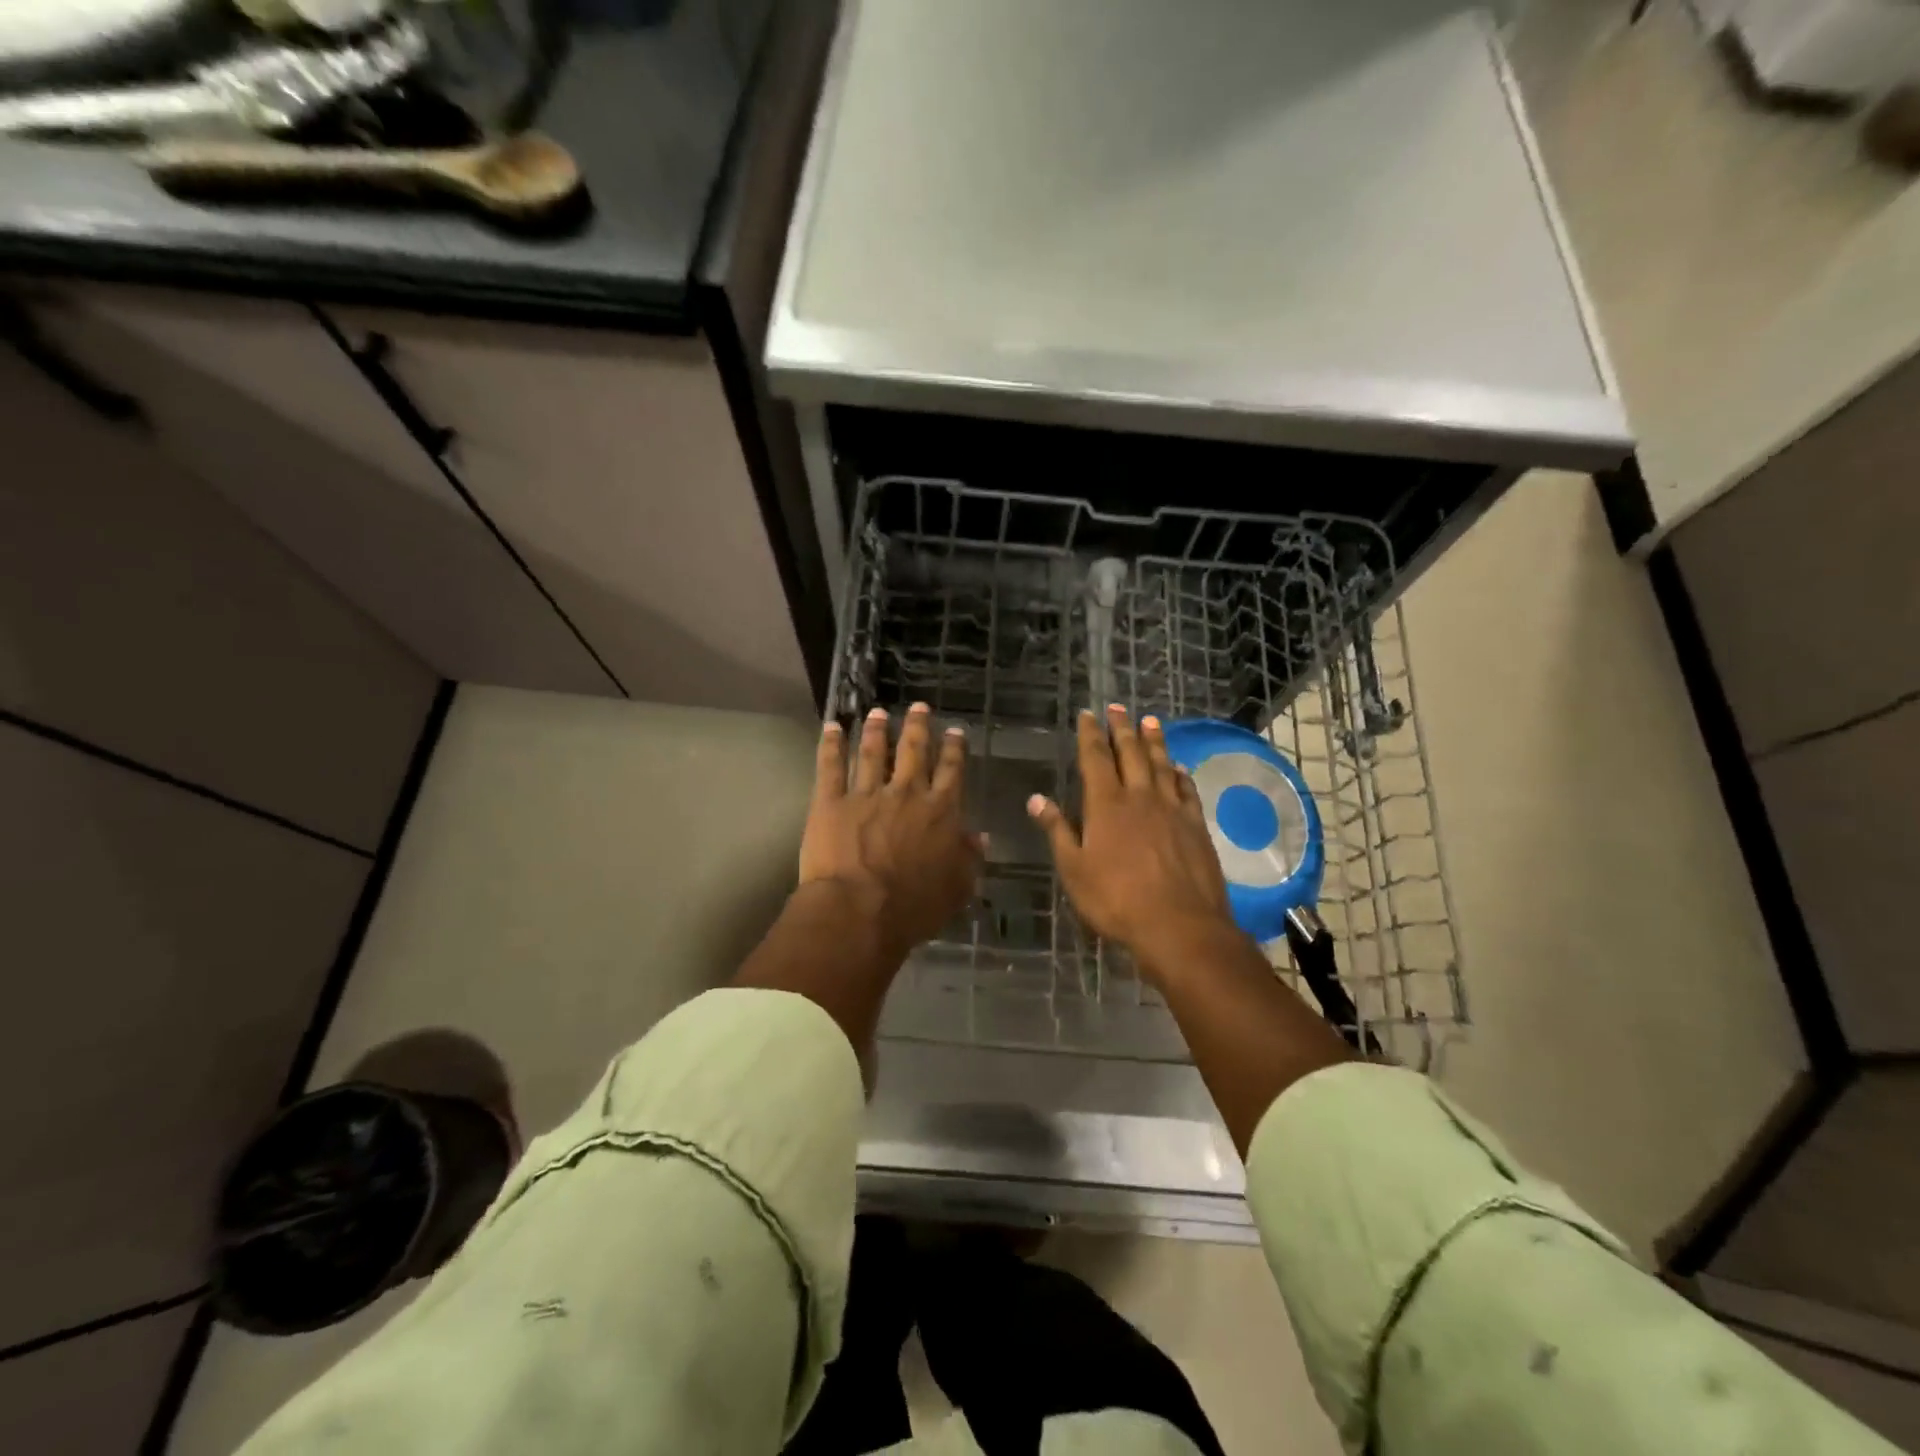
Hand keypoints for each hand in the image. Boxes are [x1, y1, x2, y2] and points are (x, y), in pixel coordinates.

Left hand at [799, 703, 982, 956]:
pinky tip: (832, 726)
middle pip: (914, 750)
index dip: (954, 748)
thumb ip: (969, 859)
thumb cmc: (914, 907)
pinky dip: (831, 744)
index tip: (954, 731)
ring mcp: (866, 794)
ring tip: (878, 712)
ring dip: (877, 729)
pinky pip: (830, 766)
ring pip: (874, 752)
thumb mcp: (957, 888)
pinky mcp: (831, 802)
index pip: (951, 770)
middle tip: (919, 706)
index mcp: (940, 811)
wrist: (860, 911)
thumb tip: (979, 836)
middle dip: (918, 726)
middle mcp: (906, 793)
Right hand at [1029, 705, 1237, 977]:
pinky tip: (1179, 768)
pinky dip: (1180, 774)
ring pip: (1162, 764)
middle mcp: (1140, 797)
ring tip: (1150, 721)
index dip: (1090, 734)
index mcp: (1106, 805)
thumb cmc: (1116, 900)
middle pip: (1131, 753)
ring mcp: (1172, 809)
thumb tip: (1036, 799)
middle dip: (1122, 728)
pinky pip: (1187, 790)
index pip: (1095, 758)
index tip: (1088, 714)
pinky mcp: (1196, 826)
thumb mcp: (1074, 869)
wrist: (1179, 925)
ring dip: (1154, 741)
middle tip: (1118, 707)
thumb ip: (1057, 830)